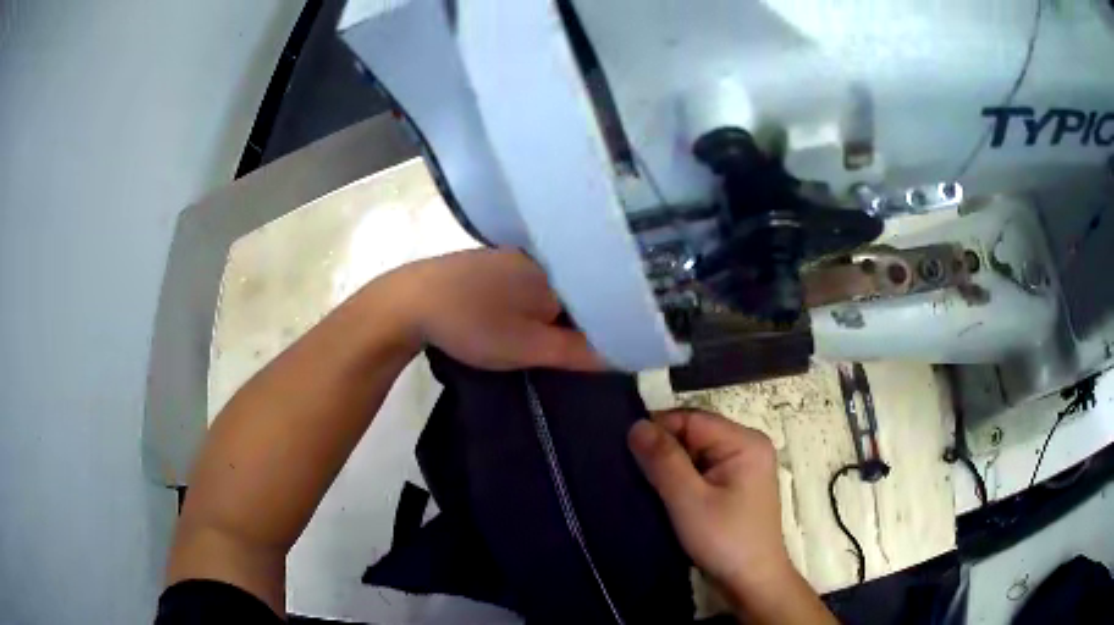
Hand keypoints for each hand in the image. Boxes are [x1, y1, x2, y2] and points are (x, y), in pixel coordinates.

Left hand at [393, 249, 606, 370]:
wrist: (407, 303)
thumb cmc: (473, 324)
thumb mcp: (528, 347)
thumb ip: (577, 352)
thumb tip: (622, 353)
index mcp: (552, 271)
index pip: (595, 295)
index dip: (602, 322)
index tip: (602, 347)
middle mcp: (533, 257)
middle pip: (570, 290)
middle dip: (575, 318)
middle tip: (574, 348)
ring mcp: (504, 257)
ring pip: (543, 288)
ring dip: (547, 312)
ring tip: (545, 339)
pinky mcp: (481, 264)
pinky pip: (519, 284)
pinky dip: (524, 303)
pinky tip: (513, 320)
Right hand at [629, 410, 833, 623]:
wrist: (752, 582)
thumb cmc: (724, 540)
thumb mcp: (689, 500)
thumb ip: (663, 460)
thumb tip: (635, 424)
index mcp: (745, 442)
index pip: (692, 419)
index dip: (658, 430)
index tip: (625, 451)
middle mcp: (747, 446)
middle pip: (694, 434)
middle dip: (663, 449)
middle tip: (630, 470)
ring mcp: (743, 467)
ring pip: (695, 454)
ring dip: (669, 467)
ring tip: (641, 482)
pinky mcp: (735, 487)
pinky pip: (702, 470)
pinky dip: (681, 479)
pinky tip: (662, 493)